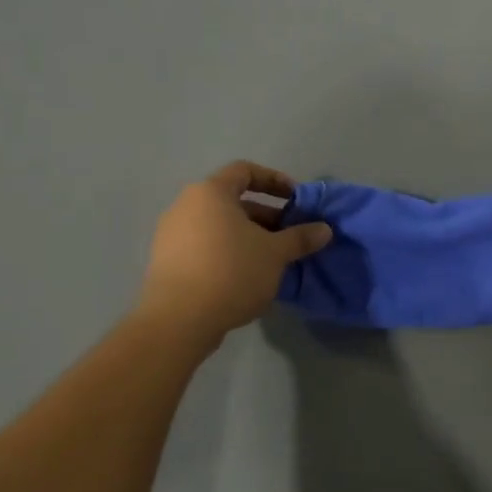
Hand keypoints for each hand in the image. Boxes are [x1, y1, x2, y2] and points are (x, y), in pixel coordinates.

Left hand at [135, 162, 331, 353]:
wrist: (178, 320)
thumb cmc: (232, 272)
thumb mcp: (275, 253)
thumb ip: (300, 237)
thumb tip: (324, 229)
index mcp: (210, 193)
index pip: (245, 171)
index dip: (275, 180)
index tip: (296, 199)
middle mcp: (186, 206)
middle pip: (233, 201)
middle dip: (267, 215)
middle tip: (291, 235)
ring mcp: (171, 234)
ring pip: (220, 225)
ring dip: (250, 236)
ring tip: (274, 258)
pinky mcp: (167, 262)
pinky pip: (206, 246)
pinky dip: (230, 252)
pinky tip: (248, 276)